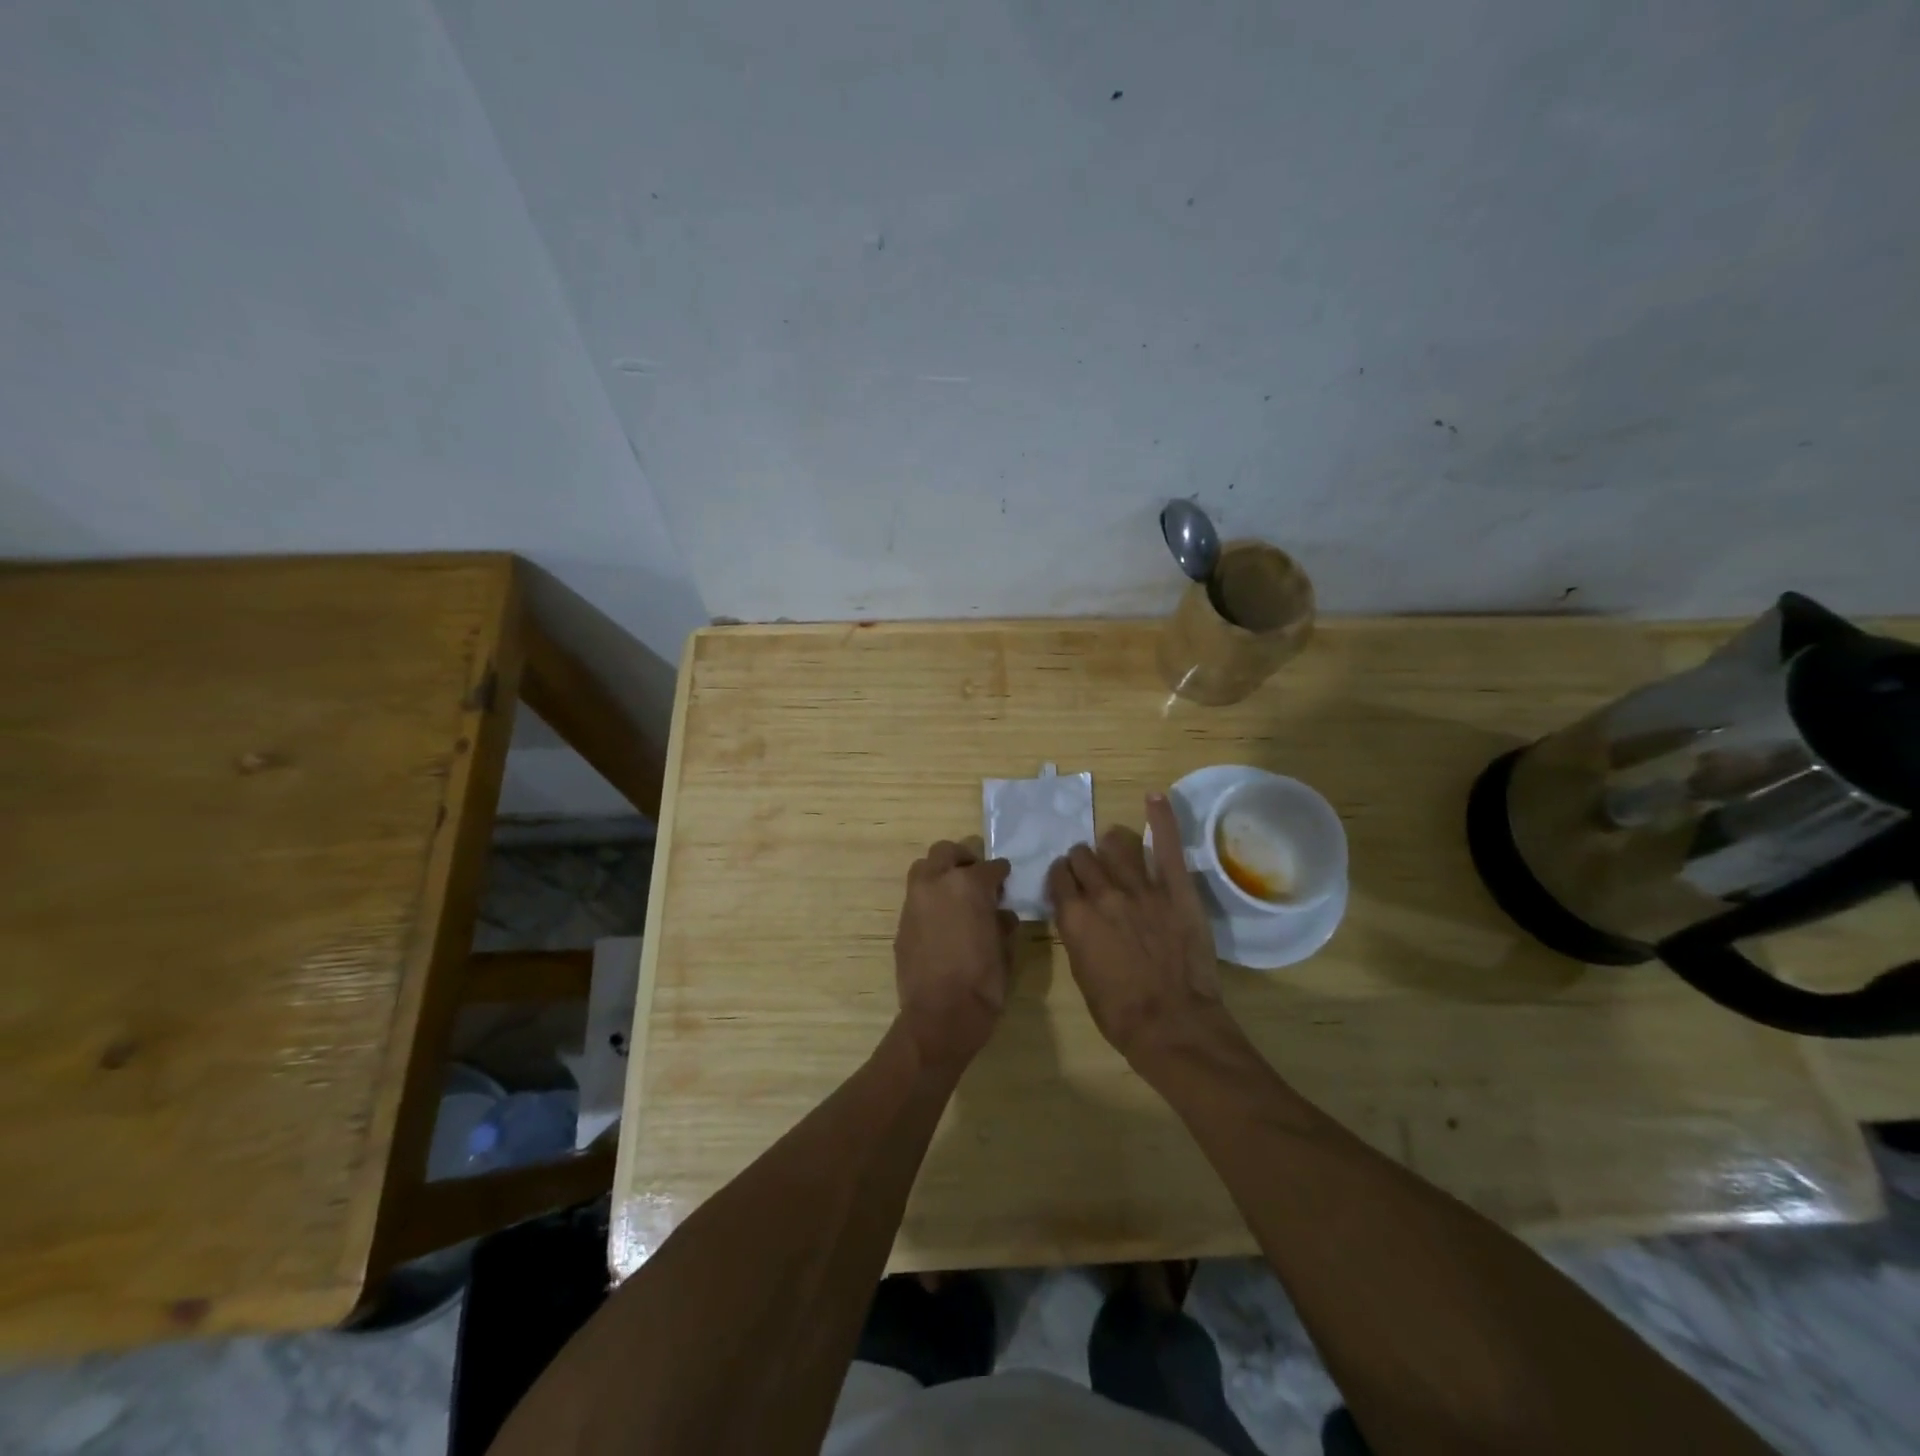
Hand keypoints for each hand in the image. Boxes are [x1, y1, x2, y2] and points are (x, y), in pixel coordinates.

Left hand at [894, 839, 1015, 1072]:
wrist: (941, 1015)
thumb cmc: (983, 982)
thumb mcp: (1005, 949)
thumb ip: (1002, 923)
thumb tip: (1001, 914)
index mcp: (969, 885)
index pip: (990, 867)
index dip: (1001, 873)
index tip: (1005, 880)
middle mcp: (937, 883)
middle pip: (946, 852)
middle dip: (963, 860)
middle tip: (976, 877)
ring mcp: (914, 901)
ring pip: (924, 869)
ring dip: (940, 874)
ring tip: (955, 896)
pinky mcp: (901, 922)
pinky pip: (916, 898)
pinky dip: (929, 900)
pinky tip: (942, 922)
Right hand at [1047, 794, 1238, 1068]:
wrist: (1172, 1025)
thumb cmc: (1120, 1013)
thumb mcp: (1082, 974)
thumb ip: (1077, 934)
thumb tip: (1079, 916)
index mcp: (1074, 917)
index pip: (1059, 876)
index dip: (1062, 876)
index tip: (1067, 881)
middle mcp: (1102, 894)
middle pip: (1084, 857)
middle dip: (1083, 860)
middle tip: (1091, 870)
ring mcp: (1141, 887)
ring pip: (1116, 844)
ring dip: (1110, 845)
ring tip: (1115, 848)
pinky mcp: (1175, 889)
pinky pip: (1166, 845)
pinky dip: (1161, 818)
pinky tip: (1155, 797)